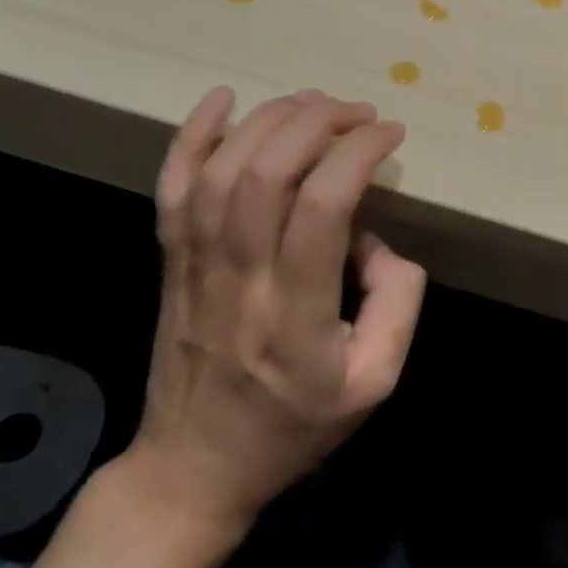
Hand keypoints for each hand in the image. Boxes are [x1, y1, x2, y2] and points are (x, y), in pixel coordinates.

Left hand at [10, 86, 425, 567]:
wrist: (190, 471)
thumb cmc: (291, 428)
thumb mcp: (375, 384)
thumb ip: (397, 305)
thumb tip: (377, 240)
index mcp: (297, 318)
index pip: (322, 209)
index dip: (358, 153)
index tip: (389, 134)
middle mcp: (241, 280)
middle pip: (269, 173)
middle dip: (320, 122)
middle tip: (359, 112)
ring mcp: (196, 266)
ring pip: (223, 170)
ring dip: (272, 119)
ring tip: (314, 102)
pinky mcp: (170, 259)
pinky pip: (172, 186)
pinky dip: (193, 134)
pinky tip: (223, 96)